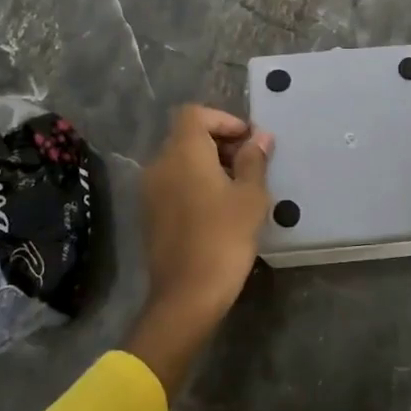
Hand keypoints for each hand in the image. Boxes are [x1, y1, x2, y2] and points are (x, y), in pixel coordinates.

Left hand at [128, 106, 272, 389]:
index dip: (224, 120)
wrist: (186, 296)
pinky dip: (195, 182)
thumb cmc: (224, 238)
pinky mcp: (150, 213)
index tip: (249, 141)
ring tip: (238, 187)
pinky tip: (218, 208)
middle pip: (187, 135)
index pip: (196, 114)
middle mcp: (160, 164)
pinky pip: (174, 182)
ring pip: (180, 160)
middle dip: (220, 142)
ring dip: (208, 163)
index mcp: (183, 152)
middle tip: (250, 164)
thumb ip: (254, 160)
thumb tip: (260, 137)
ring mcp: (151, 190)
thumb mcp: (250, 196)